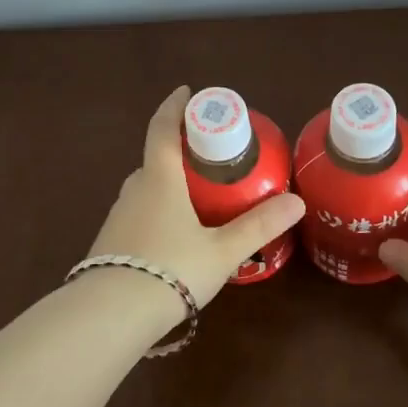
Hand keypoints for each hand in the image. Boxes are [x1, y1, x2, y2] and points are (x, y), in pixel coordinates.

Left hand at [88, 86, 305, 308]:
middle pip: (156, 158)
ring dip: (168, 184)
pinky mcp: (112, 242)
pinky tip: (175, 236)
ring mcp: (119, 216)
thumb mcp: (222, 250)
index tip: (187, 92)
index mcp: (160, 179)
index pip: (163, 128)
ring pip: (147, 189)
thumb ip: (258, 226)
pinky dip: (158, 211)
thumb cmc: (171, 269)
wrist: (110, 315)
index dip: (174, 106)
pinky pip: (139, 213)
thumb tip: (297, 201)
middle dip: (179, 151)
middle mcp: (135, 190)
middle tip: (209, 156)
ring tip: (198, 198)